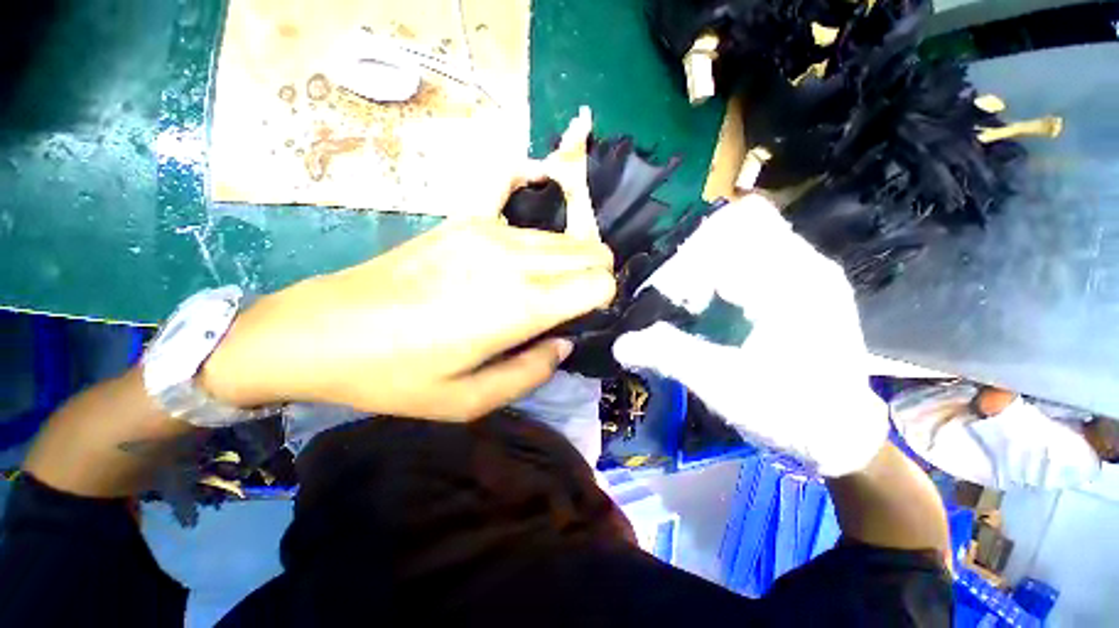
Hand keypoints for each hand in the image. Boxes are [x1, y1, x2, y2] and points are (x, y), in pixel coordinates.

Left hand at [200, 219, 613, 419]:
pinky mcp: (467, 220)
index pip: (599, 282)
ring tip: (549, 288)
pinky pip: (528, 219)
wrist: (324, 328)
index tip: (587, 318)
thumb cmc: (398, 375)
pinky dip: (542, 239)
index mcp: (521, 305)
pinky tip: (526, 258)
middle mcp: (515, 258)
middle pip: (591, 251)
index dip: (604, 299)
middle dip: (596, 276)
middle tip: (575, 304)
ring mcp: (490, 231)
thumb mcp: (471, 401)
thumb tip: (564, 342)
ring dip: (571, 260)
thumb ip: (532, 372)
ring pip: (564, 237)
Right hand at [613, 194, 887, 475]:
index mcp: (792, 281)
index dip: (694, 256)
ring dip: (710, 265)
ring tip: (697, 304)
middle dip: (698, 259)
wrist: (840, 437)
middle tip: (682, 299)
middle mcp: (805, 265)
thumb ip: (669, 355)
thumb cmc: (789, 413)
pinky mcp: (804, 288)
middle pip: (737, 226)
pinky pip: (756, 258)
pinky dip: (725, 273)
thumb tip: (621, 344)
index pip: (733, 228)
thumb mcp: (722, 385)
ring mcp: (808, 274)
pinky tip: (718, 308)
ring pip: (746, 238)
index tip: (677, 296)